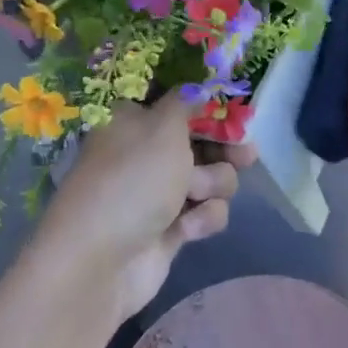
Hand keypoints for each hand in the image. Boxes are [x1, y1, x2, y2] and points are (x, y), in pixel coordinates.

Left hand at [31, 91, 255, 326]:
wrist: (100, 262)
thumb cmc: (132, 179)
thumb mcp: (163, 127)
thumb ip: (188, 102)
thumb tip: (198, 85)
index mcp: (135, 120)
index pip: (178, 103)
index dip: (208, 105)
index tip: (235, 109)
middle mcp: (147, 152)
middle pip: (200, 140)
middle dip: (224, 148)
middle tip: (247, 154)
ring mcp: (159, 192)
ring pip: (210, 177)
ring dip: (213, 184)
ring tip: (198, 194)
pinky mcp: (172, 228)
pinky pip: (205, 212)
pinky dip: (202, 218)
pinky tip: (187, 229)